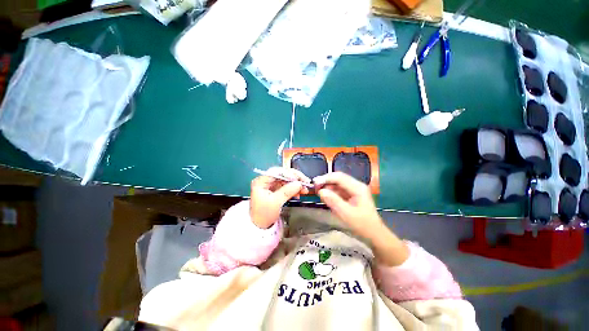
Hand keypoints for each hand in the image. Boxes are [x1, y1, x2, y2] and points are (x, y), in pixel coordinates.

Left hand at [250, 167, 310, 228]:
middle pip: (283, 174)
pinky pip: (287, 186)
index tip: (298, 179)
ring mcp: (272, 185)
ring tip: (305, 189)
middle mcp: (266, 180)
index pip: (276, 172)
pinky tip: (300, 193)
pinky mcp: (276, 190)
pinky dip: (294, 189)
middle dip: (295, 178)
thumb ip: (287, 191)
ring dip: (296, 184)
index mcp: (261, 181)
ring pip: (286, 180)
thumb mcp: (275, 202)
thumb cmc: (264, 214)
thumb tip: (299, 183)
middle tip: (306, 182)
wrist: (260, 226)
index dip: (288, 174)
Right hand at [314, 172, 408, 265]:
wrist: (374, 234)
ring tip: (318, 193)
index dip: (325, 178)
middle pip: (338, 178)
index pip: (339, 177)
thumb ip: (333, 201)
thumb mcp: (346, 214)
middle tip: (314, 188)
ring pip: (337, 183)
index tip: (314, 184)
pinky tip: (326, 197)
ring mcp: (354, 189)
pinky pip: (338, 190)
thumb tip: (320, 191)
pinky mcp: (351, 195)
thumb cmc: (362, 225)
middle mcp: (356, 185)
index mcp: (357, 187)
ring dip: (327, 187)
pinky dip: (331, 192)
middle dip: (325, 181)